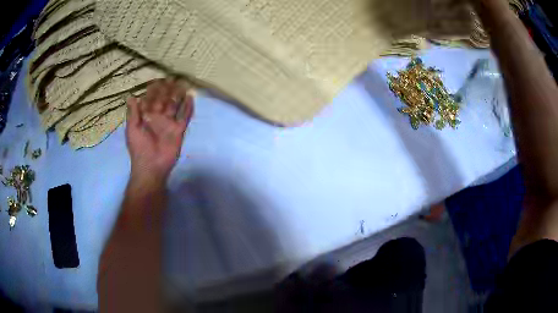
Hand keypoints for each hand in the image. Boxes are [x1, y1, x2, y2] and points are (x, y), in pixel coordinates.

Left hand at [125, 80, 193, 183]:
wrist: (151, 166)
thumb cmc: (139, 148)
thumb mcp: (132, 129)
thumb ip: (133, 112)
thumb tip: (131, 95)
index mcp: (146, 117)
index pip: (150, 99)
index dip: (154, 90)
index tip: (158, 80)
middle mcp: (158, 117)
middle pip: (164, 100)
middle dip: (167, 89)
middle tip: (172, 78)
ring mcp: (169, 123)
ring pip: (174, 106)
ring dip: (178, 95)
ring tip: (182, 84)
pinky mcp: (178, 130)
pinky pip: (184, 117)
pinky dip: (188, 108)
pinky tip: (191, 98)